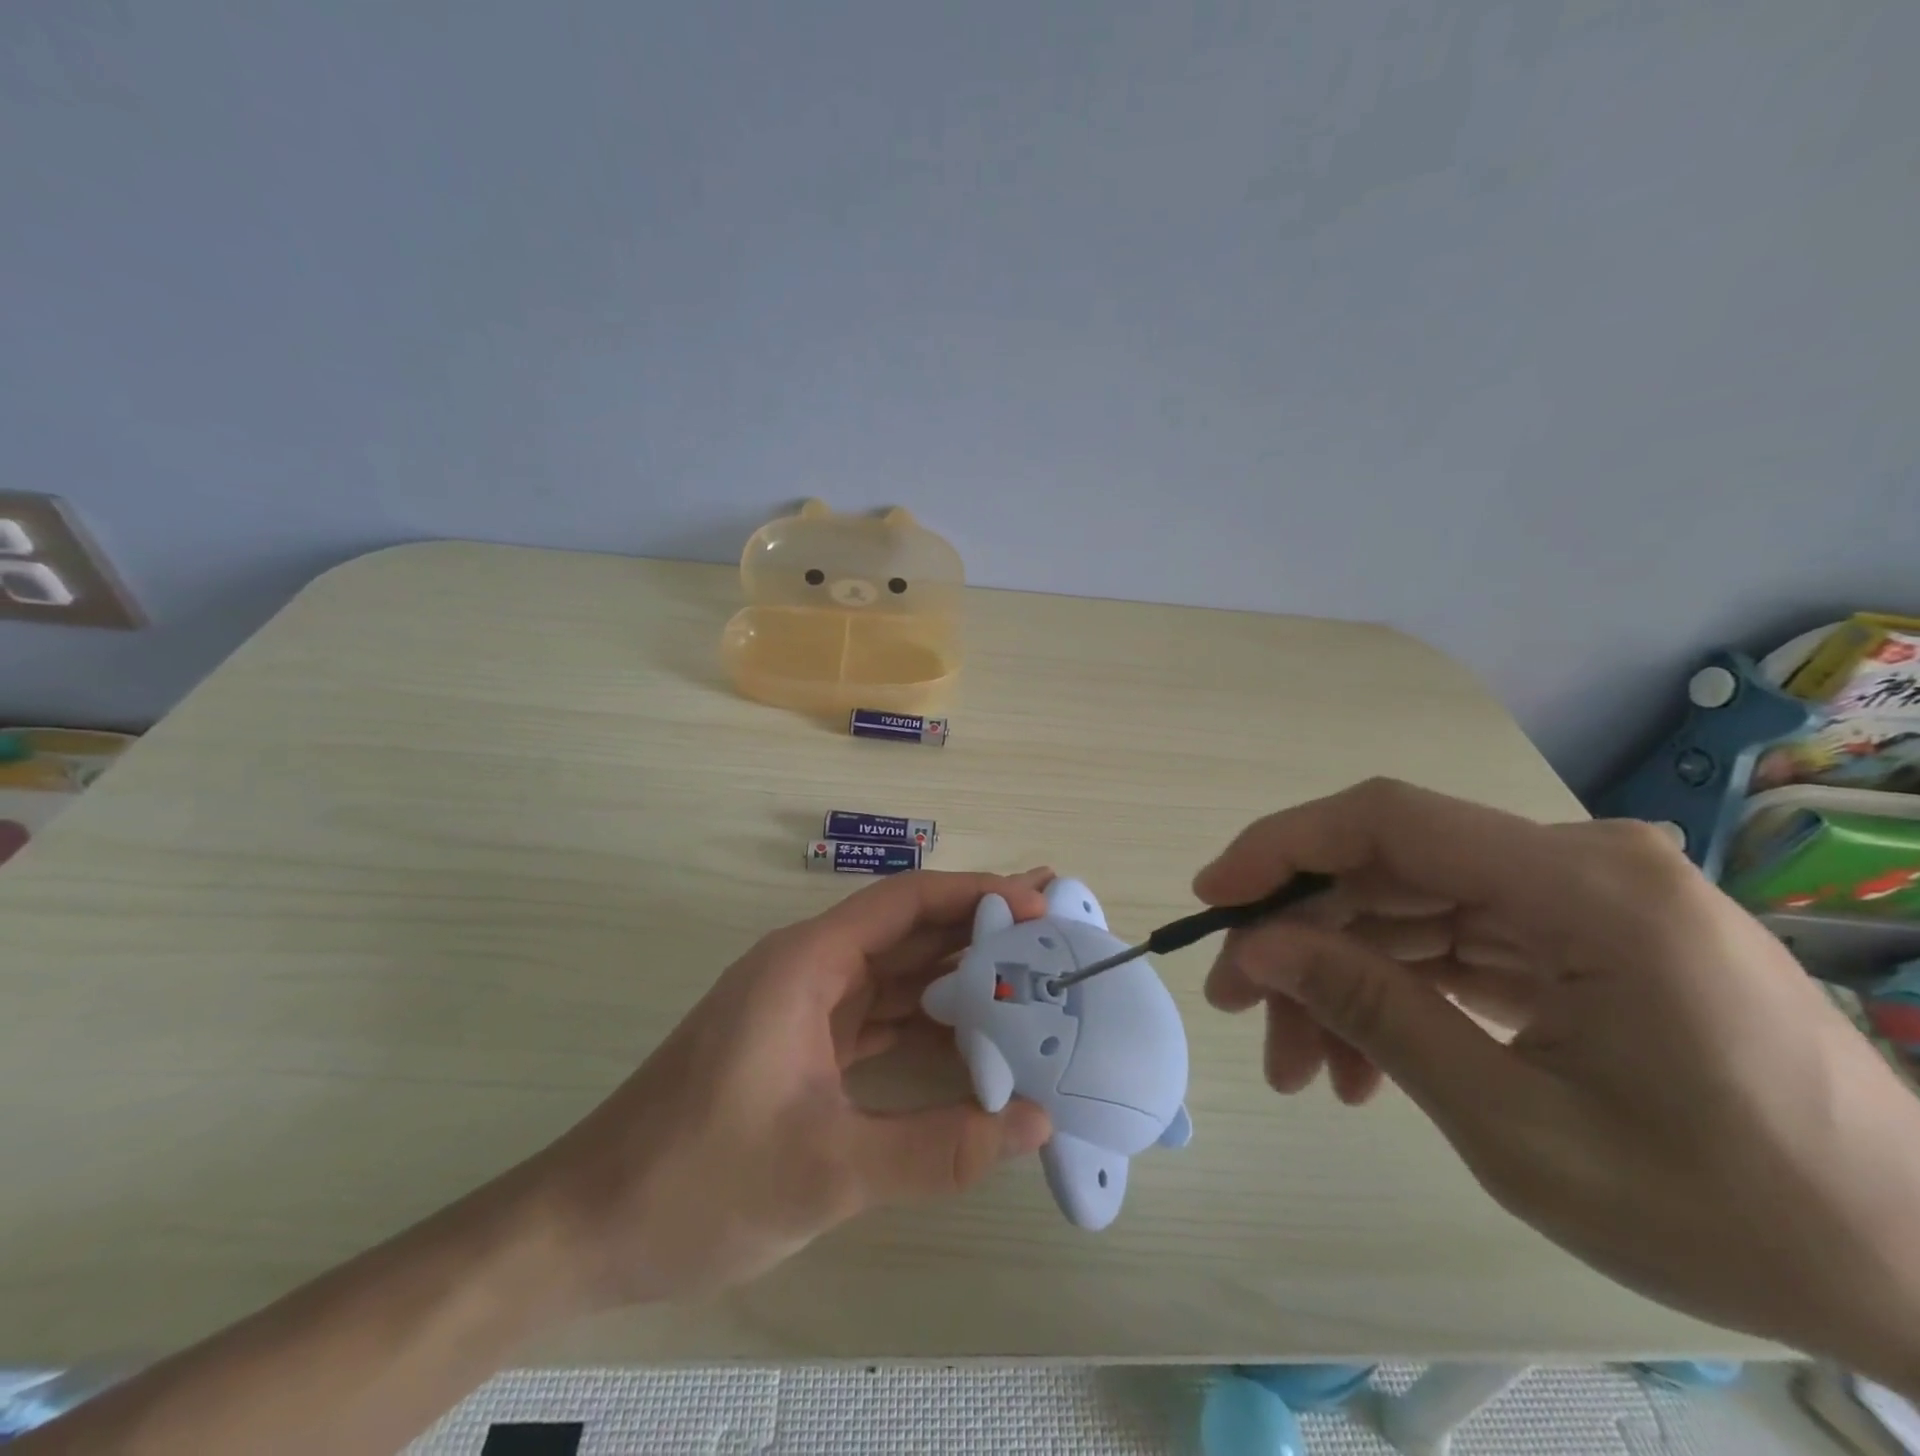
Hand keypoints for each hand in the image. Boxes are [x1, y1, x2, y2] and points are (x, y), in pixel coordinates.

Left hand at [527, 869, 1054, 1309]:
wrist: (587, 1227)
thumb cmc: (697, 1179)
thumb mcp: (826, 1169)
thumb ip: (937, 1147)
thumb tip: (1034, 1123)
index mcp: (806, 964)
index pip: (904, 903)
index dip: (974, 895)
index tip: (1038, 905)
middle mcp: (808, 971)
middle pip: (906, 932)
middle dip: (977, 929)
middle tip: (1051, 928)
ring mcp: (804, 1010)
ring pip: (895, 978)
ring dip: (956, 980)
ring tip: (1030, 981)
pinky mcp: (801, 1049)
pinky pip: (878, 1021)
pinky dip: (927, 1028)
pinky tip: (975, 1046)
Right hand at [1196, 778, 1919, 1384]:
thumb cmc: (1730, 1214)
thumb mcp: (1517, 1125)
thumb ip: (1376, 1014)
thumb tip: (1260, 948)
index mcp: (1586, 887)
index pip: (1389, 821)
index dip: (1284, 847)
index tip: (1212, 901)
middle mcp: (1581, 864)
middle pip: (1390, 872)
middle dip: (1302, 940)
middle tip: (1240, 1011)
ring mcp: (1583, 898)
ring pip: (1409, 911)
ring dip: (1342, 980)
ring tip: (1299, 1068)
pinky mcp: (1581, 936)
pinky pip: (1455, 943)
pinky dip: (1397, 994)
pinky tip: (1362, 1064)